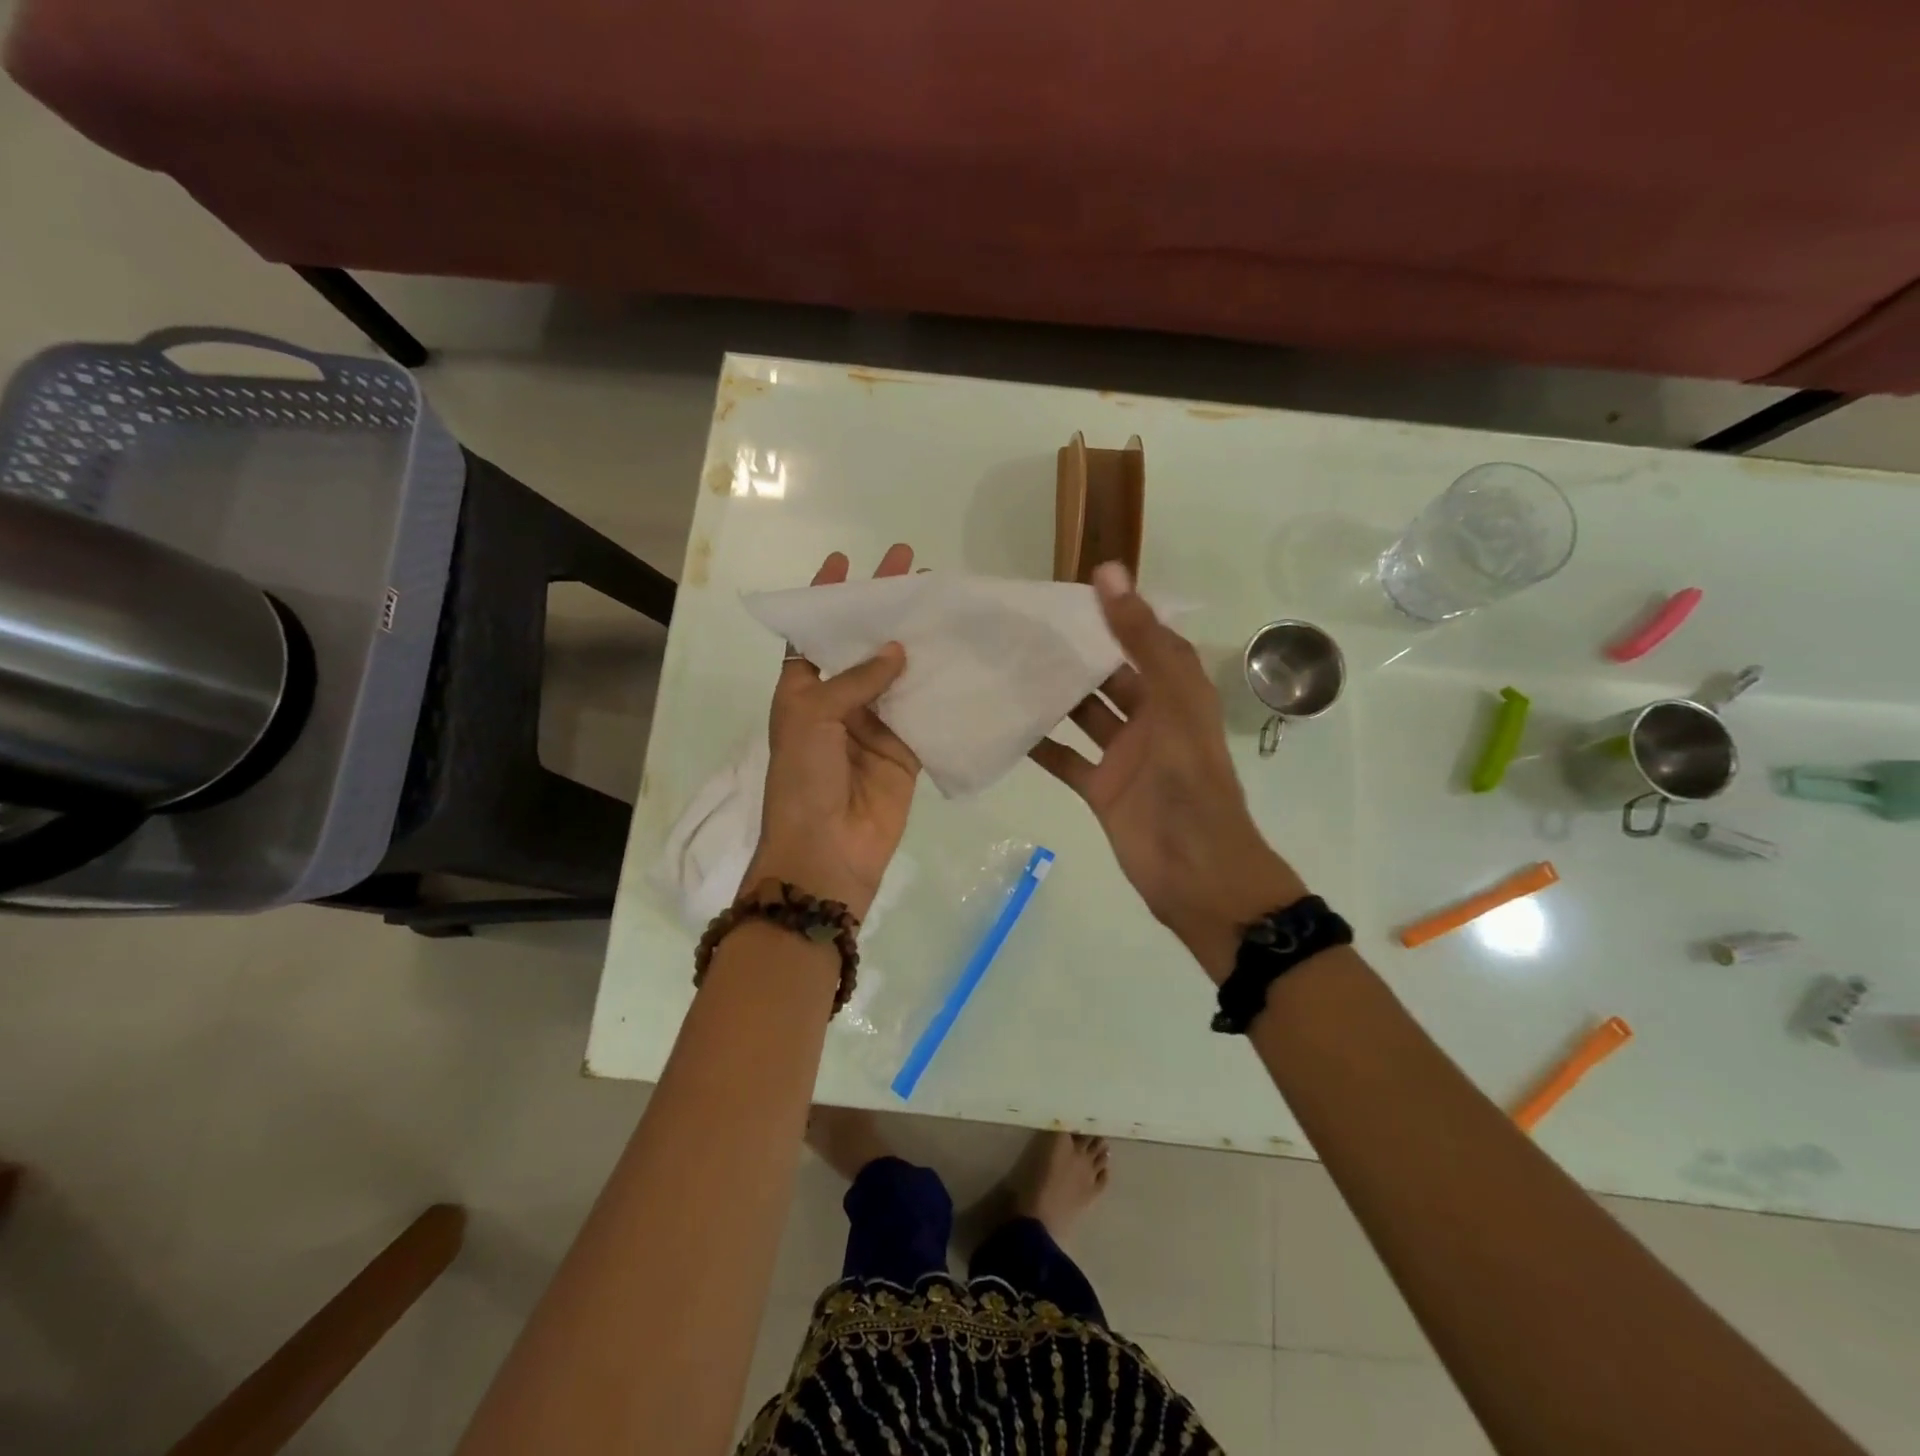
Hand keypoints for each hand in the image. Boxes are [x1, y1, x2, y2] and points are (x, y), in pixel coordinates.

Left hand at [744, 545, 919, 920]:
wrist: (827, 853)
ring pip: (898, 675)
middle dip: (883, 609)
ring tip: (942, 603)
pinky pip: (924, 712)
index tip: (846, 561)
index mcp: (802, 691)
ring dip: (917, 643)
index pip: (813, 635)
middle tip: (911, 568)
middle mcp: (838, 703)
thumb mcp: (812, 718)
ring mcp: (874, 726)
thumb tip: (898, 650)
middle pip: (863, 647)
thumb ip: (856, 680)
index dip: (827, 600)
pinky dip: (940, 687)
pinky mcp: (905, 750)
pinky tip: (961, 657)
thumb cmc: (803, 781)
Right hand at [1030, 563, 1306, 977]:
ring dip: (1053, 694)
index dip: (1114, 613)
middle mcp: (1150, 718)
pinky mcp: (1100, 788)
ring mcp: (1124, 755)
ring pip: (1083, 714)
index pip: (1143, 639)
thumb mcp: (1171, 701)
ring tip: (1007, 665)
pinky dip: (1040, 743)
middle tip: (1022, 627)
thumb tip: (1108, 572)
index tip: (1067, 591)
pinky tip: (1006, 723)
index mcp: (1176, 692)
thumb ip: (1141, 639)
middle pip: (1108, 675)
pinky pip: (1065, 758)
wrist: (1195, 871)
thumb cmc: (1189, 780)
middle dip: (1073, 653)